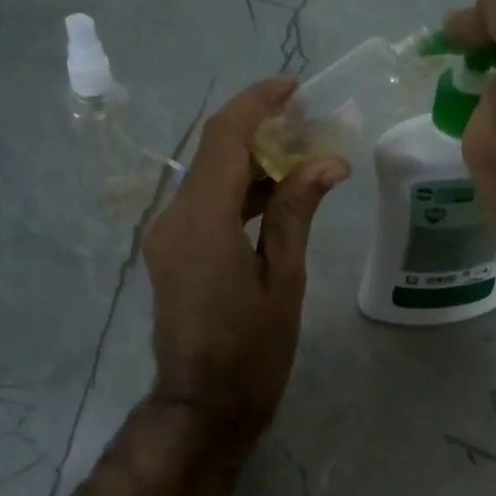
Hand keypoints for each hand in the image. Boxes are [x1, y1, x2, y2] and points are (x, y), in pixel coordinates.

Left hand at [143, 79, 347, 431]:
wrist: (204, 406)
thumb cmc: (253, 352)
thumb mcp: (283, 281)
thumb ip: (296, 214)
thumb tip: (327, 162)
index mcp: (202, 222)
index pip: (224, 139)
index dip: (257, 104)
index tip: (295, 89)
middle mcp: (174, 219)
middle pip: (214, 153)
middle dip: (260, 130)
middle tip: (311, 125)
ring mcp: (167, 237)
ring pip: (209, 178)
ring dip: (252, 162)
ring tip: (304, 156)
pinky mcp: (172, 253)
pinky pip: (205, 205)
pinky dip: (239, 192)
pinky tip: (277, 195)